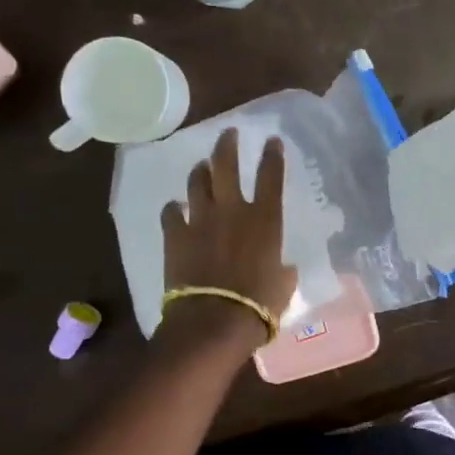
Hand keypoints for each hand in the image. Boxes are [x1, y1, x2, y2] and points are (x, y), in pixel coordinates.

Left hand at [161, 129, 297, 339]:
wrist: (214, 321)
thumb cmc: (259, 306)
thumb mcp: (283, 285)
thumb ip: (282, 270)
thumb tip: (282, 268)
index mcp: (265, 220)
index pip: (271, 176)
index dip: (272, 155)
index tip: (272, 140)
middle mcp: (233, 210)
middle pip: (226, 165)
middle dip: (228, 145)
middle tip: (228, 133)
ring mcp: (200, 220)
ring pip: (197, 182)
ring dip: (200, 171)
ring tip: (202, 166)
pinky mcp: (175, 235)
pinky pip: (171, 212)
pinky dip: (175, 209)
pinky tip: (176, 209)